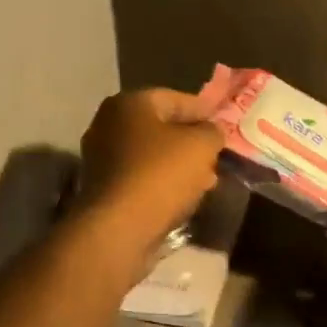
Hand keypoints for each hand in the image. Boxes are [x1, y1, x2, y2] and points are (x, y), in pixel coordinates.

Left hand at [76, 88, 224, 253]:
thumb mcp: (201, 146)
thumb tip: (211, 132)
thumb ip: (212, 132)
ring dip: (179, 166)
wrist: (118, 228)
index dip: (204, 111)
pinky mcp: (103, 189)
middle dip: (191, 143)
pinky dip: (162, 184)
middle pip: (161, 128)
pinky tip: (183, 197)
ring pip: (151, 156)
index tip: (225, 126)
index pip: (175, 99)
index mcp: (128, 103)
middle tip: (216, 156)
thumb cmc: (160, 174)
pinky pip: (141, 178)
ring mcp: (101, 158)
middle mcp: (108, 125)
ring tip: (207, 181)